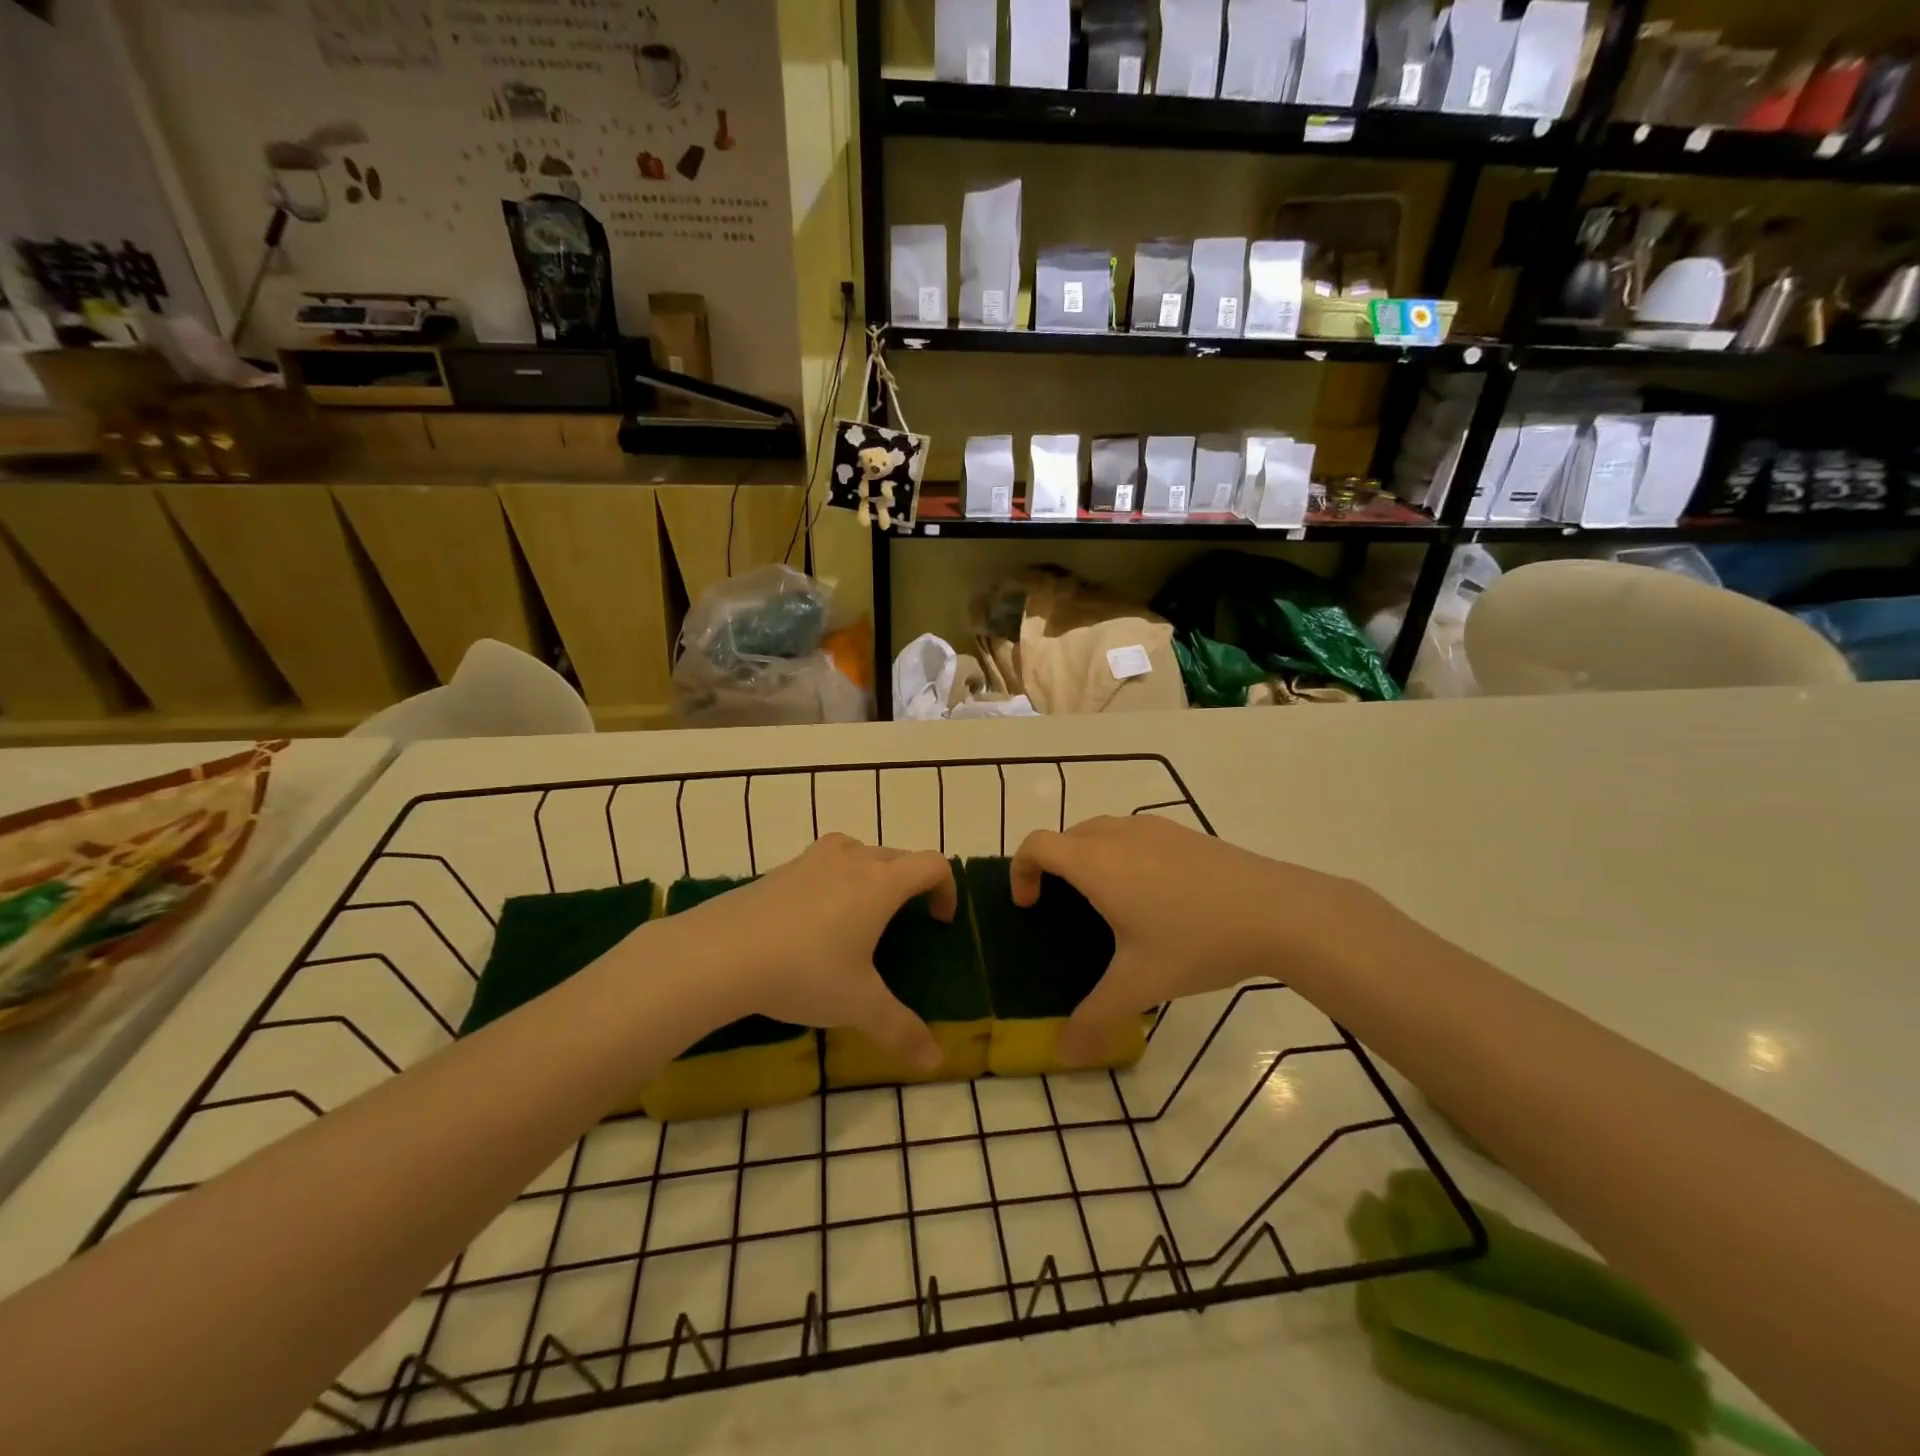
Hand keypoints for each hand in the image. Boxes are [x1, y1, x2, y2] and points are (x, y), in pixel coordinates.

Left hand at [668, 834, 953, 1071]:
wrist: (720, 953)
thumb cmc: (804, 972)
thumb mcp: (858, 1005)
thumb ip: (901, 1030)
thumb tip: (936, 1060)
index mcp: (881, 883)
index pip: (932, 864)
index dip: (946, 887)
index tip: (939, 920)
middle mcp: (851, 860)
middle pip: (897, 856)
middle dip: (911, 883)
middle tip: (906, 921)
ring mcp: (812, 860)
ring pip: (858, 852)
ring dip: (872, 873)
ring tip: (862, 912)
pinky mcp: (780, 870)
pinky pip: (823, 863)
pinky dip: (835, 880)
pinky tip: (815, 920)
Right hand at [1010, 816, 1375, 1065]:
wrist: (1278, 910)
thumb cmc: (1197, 941)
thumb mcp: (1141, 985)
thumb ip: (1096, 1018)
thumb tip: (1063, 1055)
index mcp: (1096, 863)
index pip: (1037, 844)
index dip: (1021, 870)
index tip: (1031, 906)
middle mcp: (1118, 835)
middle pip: (1066, 836)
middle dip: (1053, 867)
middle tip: (1065, 910)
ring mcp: (1154, 828)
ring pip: (1101, 831)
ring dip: (1088, 857)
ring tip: (1108, 902)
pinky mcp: (1183, 833)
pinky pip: (1134, 834)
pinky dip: (1122, 854)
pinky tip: (1155, 895)